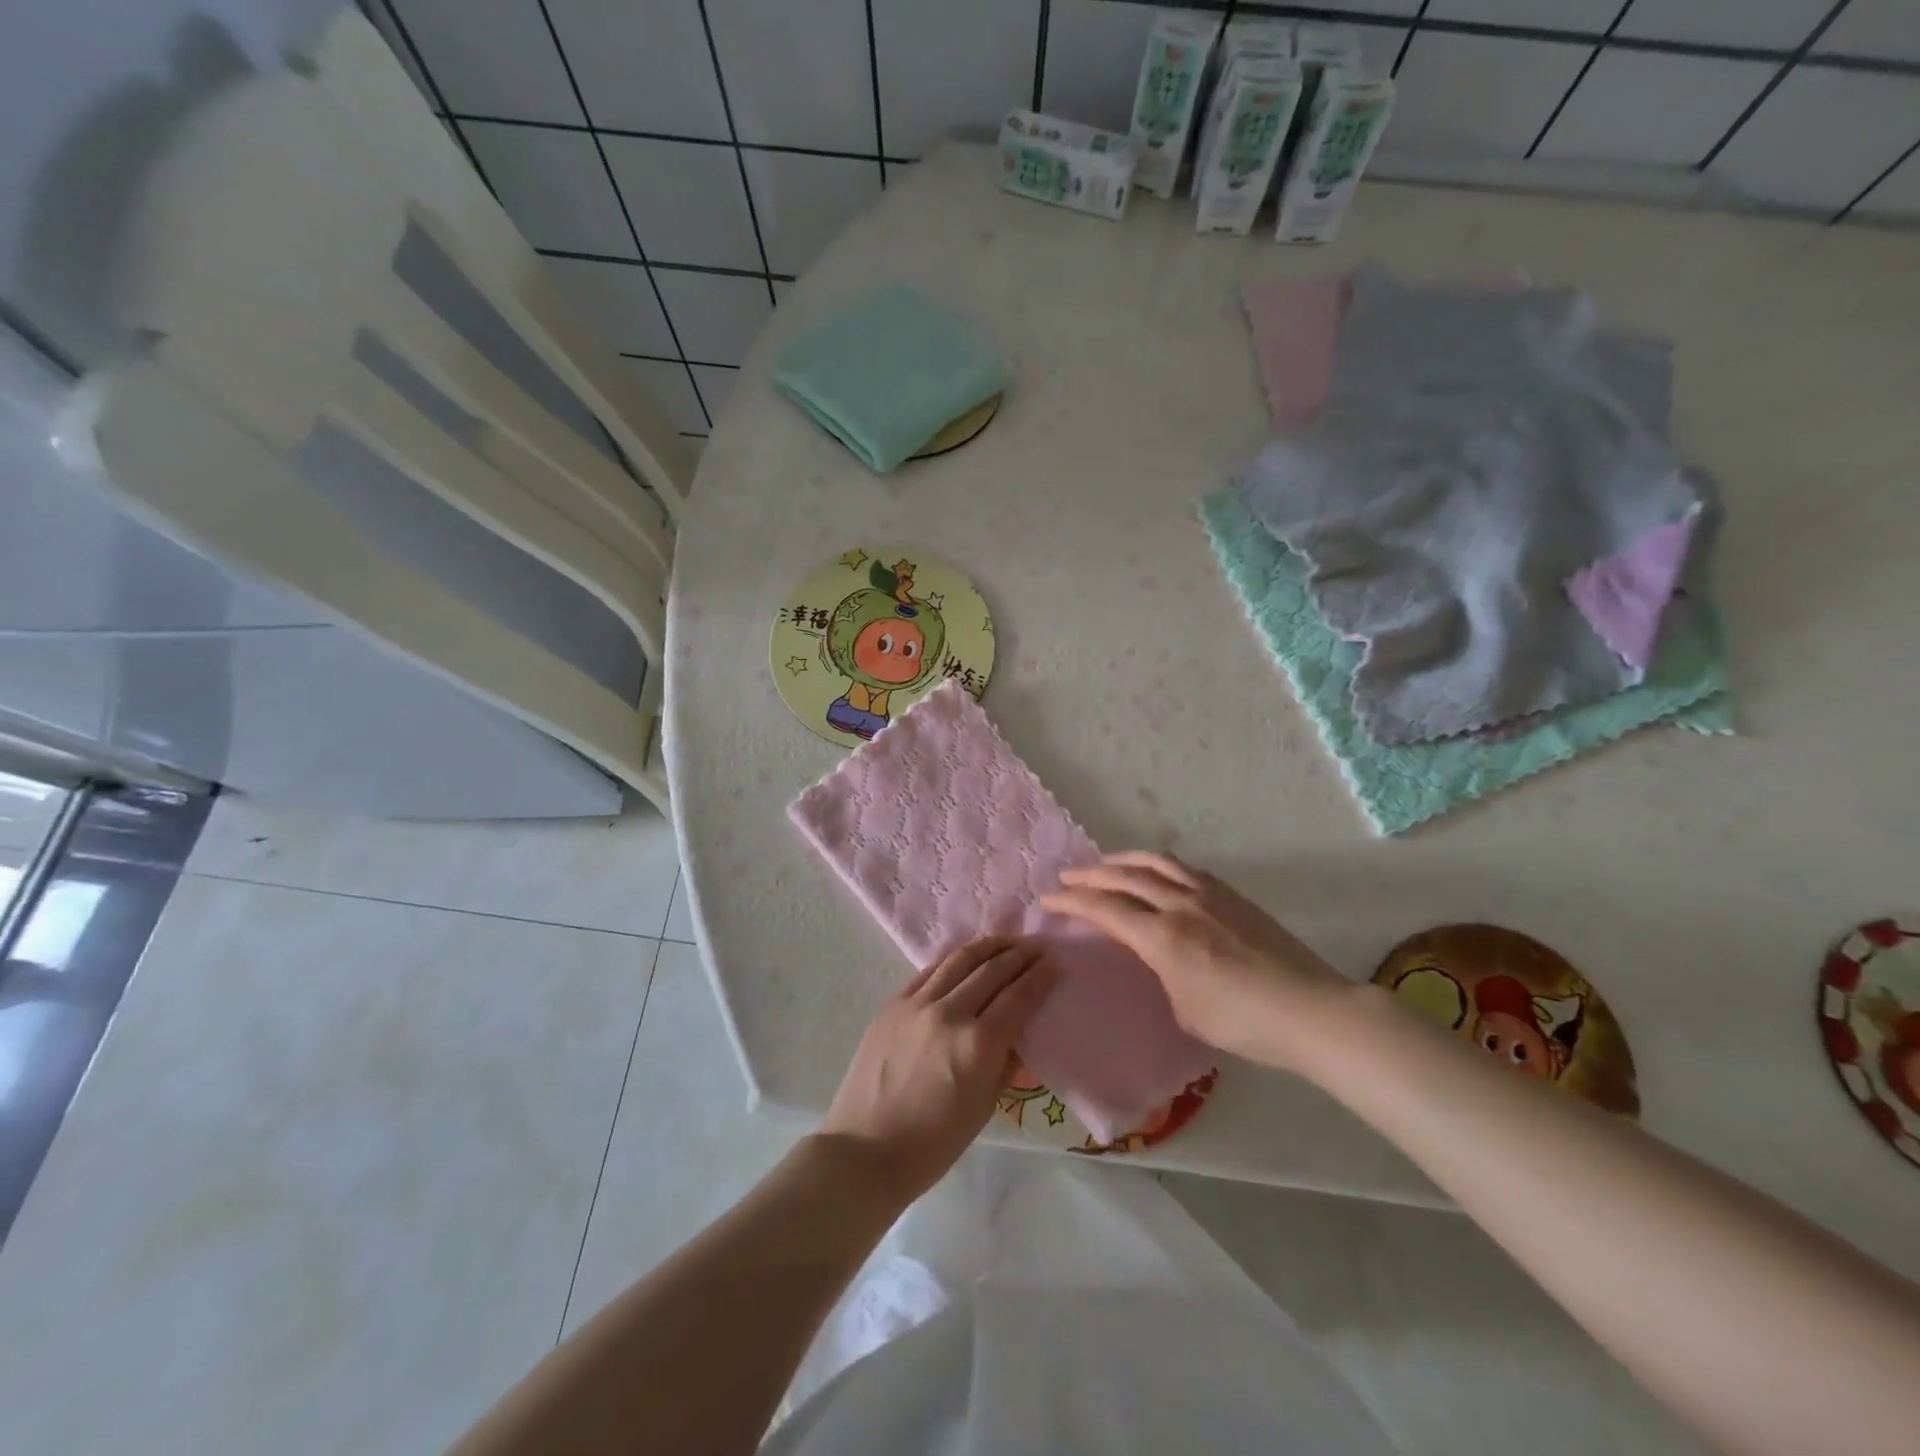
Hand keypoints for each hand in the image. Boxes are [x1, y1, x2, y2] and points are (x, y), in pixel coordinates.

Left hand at [821, 937, 1055, 1203]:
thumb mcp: (984, 1107)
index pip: (1018, 997)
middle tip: (1037, 947)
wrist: (865, 1149)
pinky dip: (953, 960)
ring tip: (1007, 940)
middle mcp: (950, 1013)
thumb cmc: (933, 1143)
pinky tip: (965, 957)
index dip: (1040, 977)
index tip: (1055, 963)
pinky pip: (929, 971)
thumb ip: (1004, 1062)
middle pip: (992, 970)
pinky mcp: (893, 1003)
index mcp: (978, 1044)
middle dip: (1019, 955)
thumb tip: (1018, 1032)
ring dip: (988, 946)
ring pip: (959, 960)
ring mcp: (918, 1004)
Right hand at [1041, 852, 1353, 1073]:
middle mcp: (1181, 905)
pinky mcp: (1232, 895)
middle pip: (1125, 876)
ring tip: (1107, 863)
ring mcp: (1209, 895)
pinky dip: (1157, 865)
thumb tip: (1155, 956)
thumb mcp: (1185, 1011)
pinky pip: (1184, 869)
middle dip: (1090, 874)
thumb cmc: (1244, 1023)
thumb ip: (1161, 974)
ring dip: (1124, 859)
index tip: (1047, 898)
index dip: (1072, 901)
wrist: (1310, 1010)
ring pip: (1156, 862)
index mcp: (1164, 937)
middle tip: (1067, 875)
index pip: (1106, 909)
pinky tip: (1156, 873)